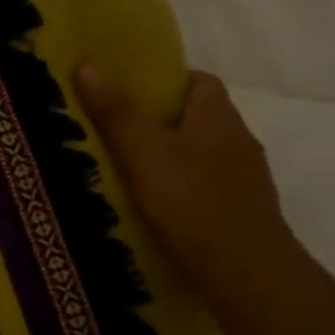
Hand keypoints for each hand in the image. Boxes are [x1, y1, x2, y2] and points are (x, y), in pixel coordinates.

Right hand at [74, 65, 304, 306]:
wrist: (245, 271)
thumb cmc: (191, 202)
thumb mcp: (143, 153)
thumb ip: (116, 112)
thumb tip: (88, 63)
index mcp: (218, 118)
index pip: (200, 81)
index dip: (167, 80)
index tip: (130, 91)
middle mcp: (239, 141)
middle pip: (201, 117)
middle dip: (164, 120)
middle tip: (120, 131)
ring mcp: (246, 180)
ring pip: (205, 154)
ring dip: (175, 157)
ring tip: (133, 171)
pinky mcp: (243, 212)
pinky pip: (209, 188)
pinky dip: (185, 189)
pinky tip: (160, 207)